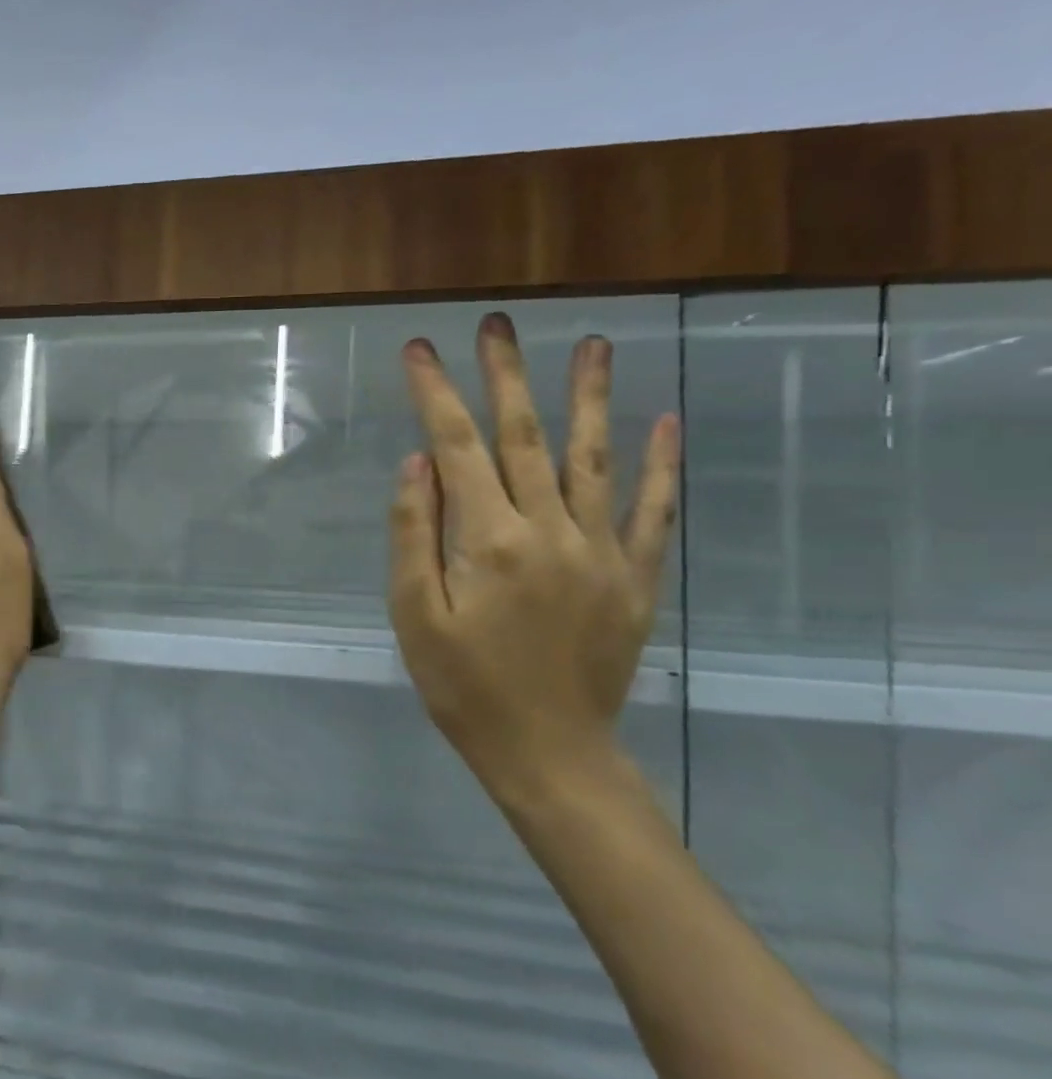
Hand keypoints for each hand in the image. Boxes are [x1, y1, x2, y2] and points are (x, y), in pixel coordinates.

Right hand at [388, 313, 680, 807]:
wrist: (548, 753)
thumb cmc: (464, 686)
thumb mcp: (415, 615)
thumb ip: (414, 534)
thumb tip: (417, 463)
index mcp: (490, 542)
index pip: (455, 448)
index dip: (435, 393)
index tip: (419, 350)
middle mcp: (551, 532)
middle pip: (523, 437)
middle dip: (504, 375)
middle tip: (496, 324)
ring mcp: (602, 552)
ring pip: (595, 458)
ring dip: (589, 397)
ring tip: (591, 345)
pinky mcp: (636, 577)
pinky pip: (652, 511)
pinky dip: (661, 465)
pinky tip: (664, 421)